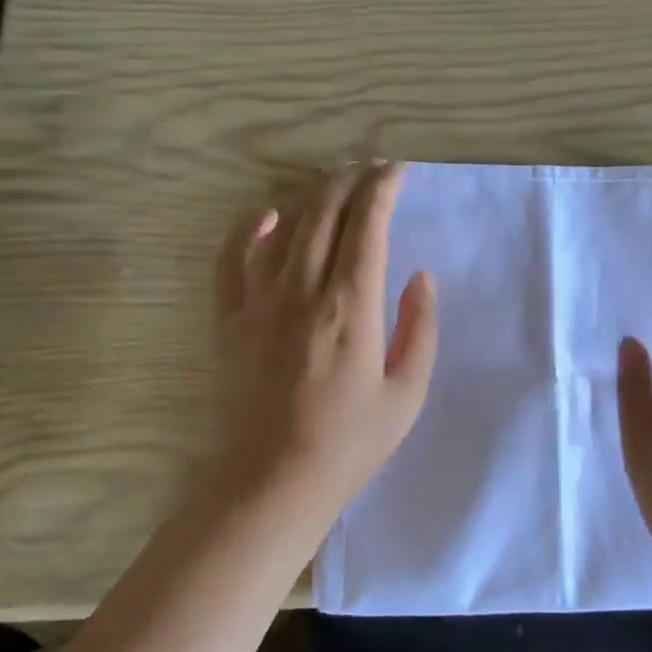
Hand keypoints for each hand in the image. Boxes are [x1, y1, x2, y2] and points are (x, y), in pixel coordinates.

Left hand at [213, 163, 437, 517]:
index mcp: (352, 306)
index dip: (383, 188)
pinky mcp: (231, 318)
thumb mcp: (407, 394)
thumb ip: (420, 328)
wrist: (272, 482)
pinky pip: (232, 258)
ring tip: (333, 183)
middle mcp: (304, 290)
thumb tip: (420, 277)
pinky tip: (267, 214)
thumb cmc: (348, 444)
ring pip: (286, 226)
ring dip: (312, 196)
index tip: (396, 171)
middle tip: (369, 170)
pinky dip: (248, 228)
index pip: (368, 224)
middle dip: (350, 181)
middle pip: (326, 213)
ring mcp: (260, 301)